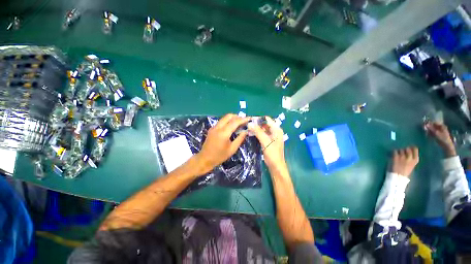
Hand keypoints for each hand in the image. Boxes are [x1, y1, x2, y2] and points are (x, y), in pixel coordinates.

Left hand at [195, 114, 249, 174]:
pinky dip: (228, 121)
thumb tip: (246, 131)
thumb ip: (240, 139)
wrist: (205, 159)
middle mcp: (218, 127)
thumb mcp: (232, 149)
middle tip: (244, 121)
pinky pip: (221, 121)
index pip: (235, 122)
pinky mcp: (212, 129)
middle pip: (228, 116)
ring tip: (239, 123)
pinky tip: (232, 127)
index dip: (243, 119)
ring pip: (224, 118)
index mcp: (224, 133)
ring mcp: (214, 127)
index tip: (249, 118)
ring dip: (232, 118)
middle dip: (237, 116)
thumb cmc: (220, 156)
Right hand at [248, 116, 286, 171]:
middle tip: (246, 123)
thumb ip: (258, 131)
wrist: (275, 165)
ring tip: (247, 127)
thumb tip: (249, 123)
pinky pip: (261, 134)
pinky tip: (250, 133)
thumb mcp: (265, 141)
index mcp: (277, 129)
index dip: (259, 118)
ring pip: (262, 129)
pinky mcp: (267, 141)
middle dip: (256, 123)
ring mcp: (271, 136)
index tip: (249, 119)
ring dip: (255, 128)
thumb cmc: (273, 153)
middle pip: (264, 124)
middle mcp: (274, 131)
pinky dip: (256, 133)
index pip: (267, 119)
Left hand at [390, 146, 418, 177]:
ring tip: (398, 154)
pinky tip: (394, 154)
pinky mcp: (396, 157)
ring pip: (401, 150)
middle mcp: (409, 157)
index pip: (415, 150)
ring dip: (399, 151)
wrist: (398, 176)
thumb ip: (411, 159)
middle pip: (407, 149)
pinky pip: (395, 151)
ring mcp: (402, 157)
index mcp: (415, 160)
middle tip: (402, 151)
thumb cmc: (405, 172)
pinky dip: (394, 152)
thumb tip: (409, 152)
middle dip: (405, 149)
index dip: (412, 148)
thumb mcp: (411, 165)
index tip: (410, 147)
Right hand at [425, 122, 455, 156]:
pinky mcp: (438, 135)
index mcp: (442, 126)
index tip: (424, 125)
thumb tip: (425, 124)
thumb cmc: (442, 138)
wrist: (446, 145)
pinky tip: (428, 134)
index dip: (429, 123)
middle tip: (424, 128)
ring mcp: (439, 131)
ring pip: (433, 129)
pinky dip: (430, 133)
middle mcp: (441, 127)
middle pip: (433, 126)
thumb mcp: (436, 133)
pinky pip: (433, 132)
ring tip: (425, 131)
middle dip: (429, 127)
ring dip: (429, 130)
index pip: (434, 123)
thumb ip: (431, 128)